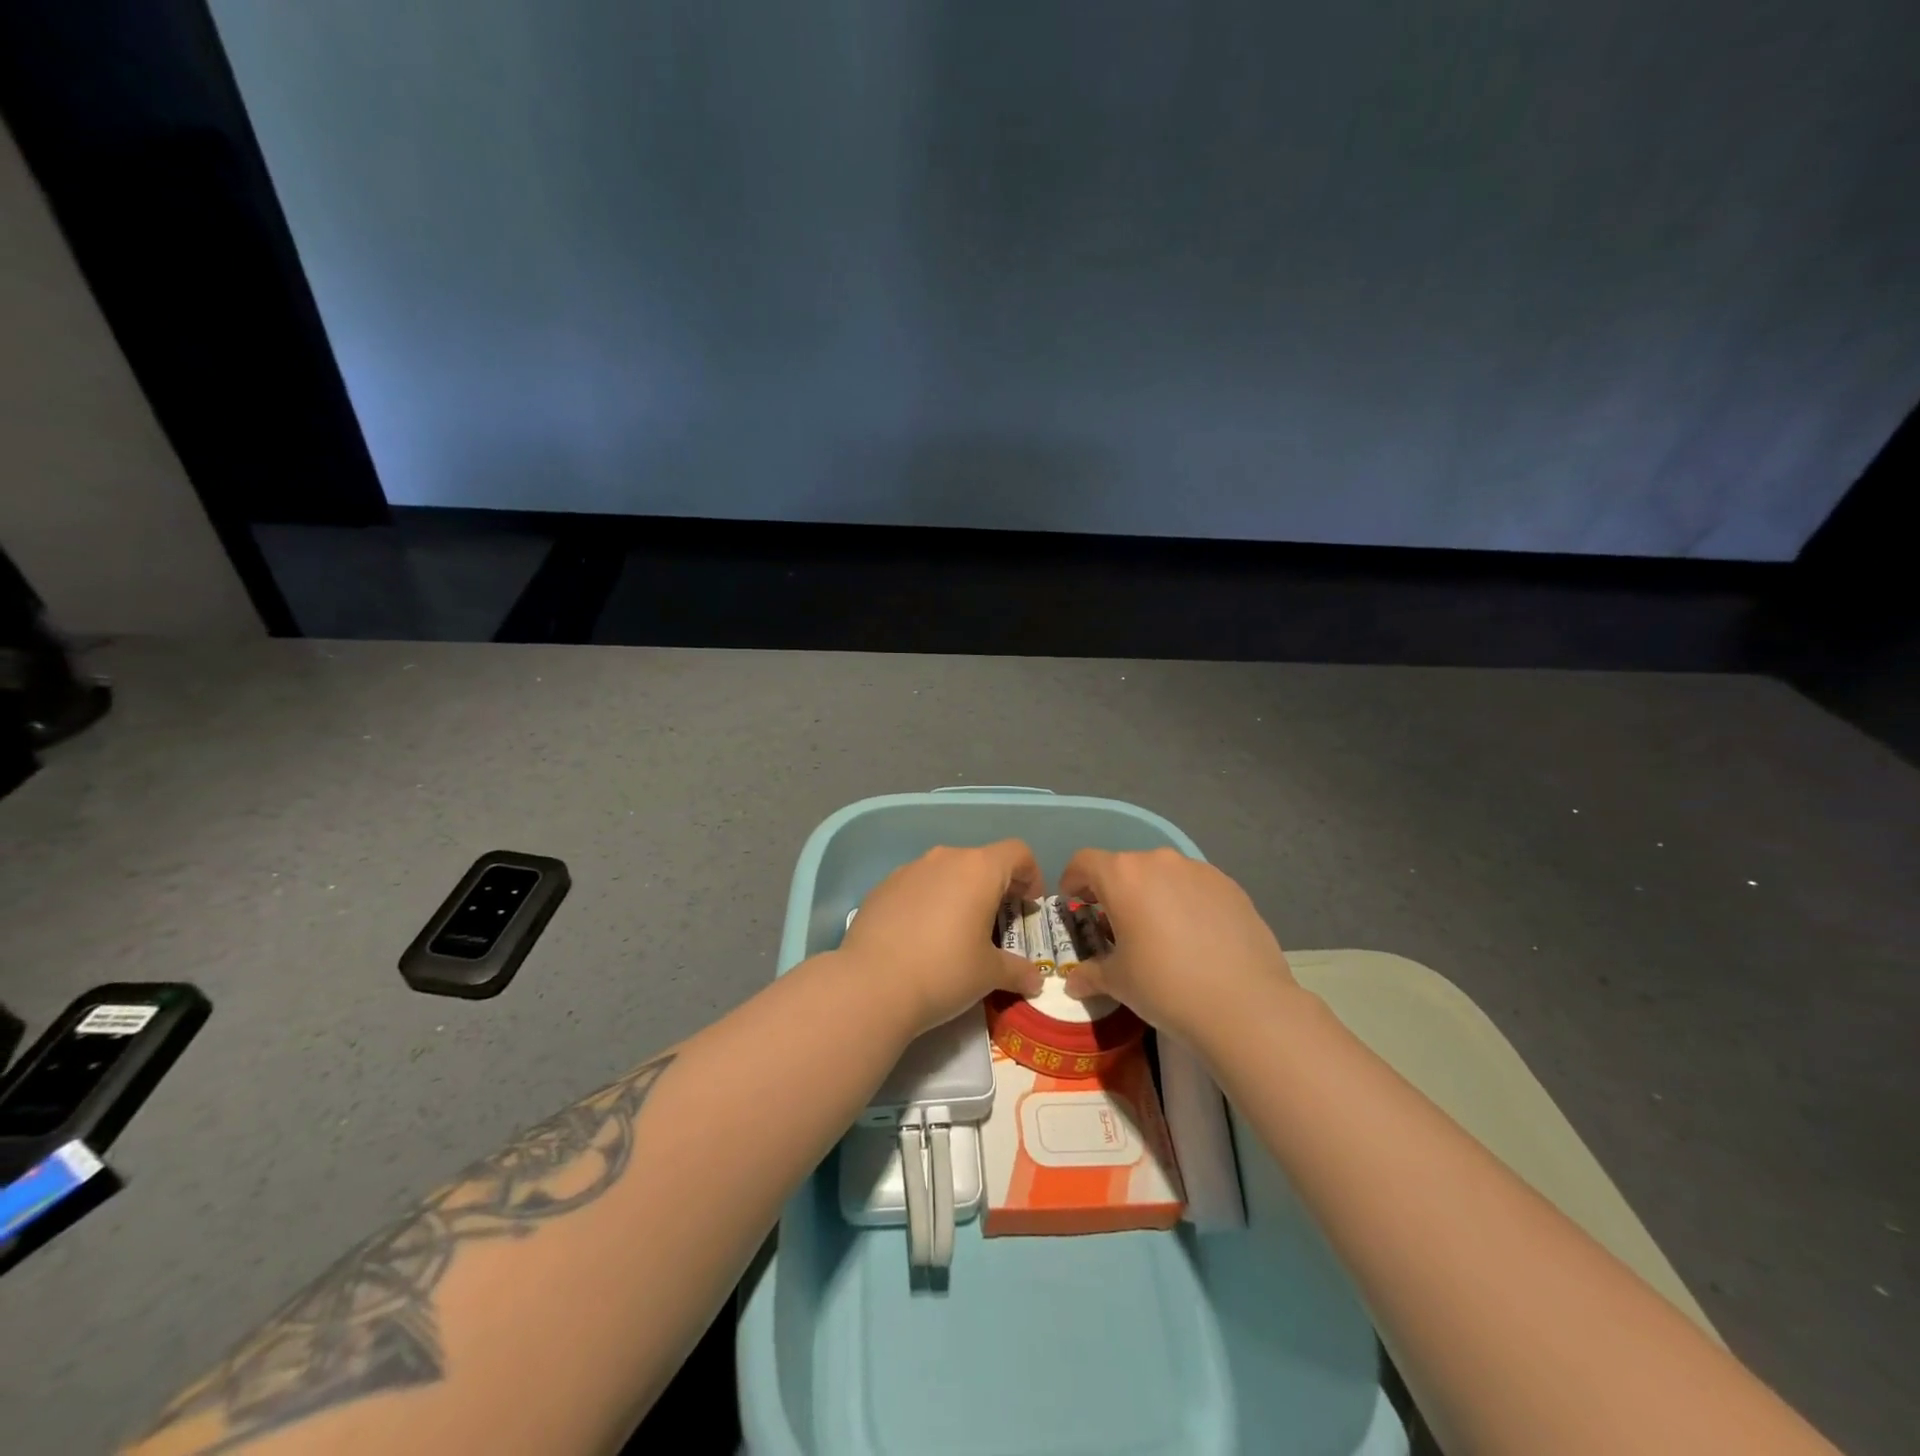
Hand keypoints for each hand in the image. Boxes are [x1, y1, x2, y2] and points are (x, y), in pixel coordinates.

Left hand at [841, 842, 1046, 1036]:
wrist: (871, 985)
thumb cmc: (944, 971)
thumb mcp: (989, 975)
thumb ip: (1017, 971)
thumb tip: (1036, 980)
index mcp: (978, 869)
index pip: (1017, 852)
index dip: (1031, 875)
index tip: (1028, 905)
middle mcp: (944, 859)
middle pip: (981, 861)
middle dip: (995, 887)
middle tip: (998, 923)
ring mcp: (909, 870)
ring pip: (946, 872)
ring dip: (960, 893)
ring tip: (957, 931)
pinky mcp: (882, 887)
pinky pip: (917, 886)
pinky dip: (928, 902)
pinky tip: (921, 937)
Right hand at [1059, 847, 1297, 1044]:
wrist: (1244, 1005)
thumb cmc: (1165, 986)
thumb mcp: (1119, 983)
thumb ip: (1091, 974)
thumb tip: (1073, 983)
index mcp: (1123, 876)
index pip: (1084, 862)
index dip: (1072, 880)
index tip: (1073, 902)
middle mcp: (1159, 861)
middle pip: (1125, 867)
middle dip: (1114, 891)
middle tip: (1115, 925)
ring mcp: (1199, 871)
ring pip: (1163, 875)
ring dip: (1152, 895)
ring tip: (1159, 932)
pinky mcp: (1230, 886)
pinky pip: (1195, 887)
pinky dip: (1185, 902)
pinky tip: (1195, 938)